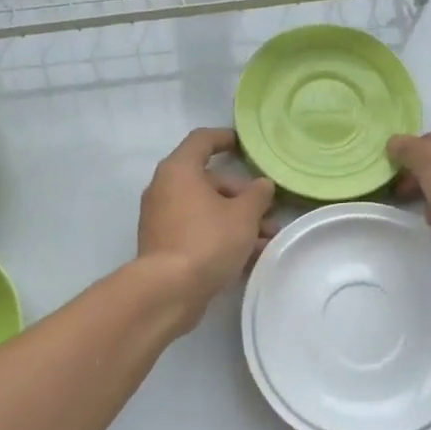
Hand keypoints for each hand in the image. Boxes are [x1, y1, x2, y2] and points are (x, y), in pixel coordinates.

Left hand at [137, 128, 275, 330]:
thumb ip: (257, 195)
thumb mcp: (243, 215)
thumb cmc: (208, 240)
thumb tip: (262, 185)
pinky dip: (220, 235)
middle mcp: (164, 188)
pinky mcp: (163, 244)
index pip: (202, 141)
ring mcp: (161, 218)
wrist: (168, 290)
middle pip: (207, 180)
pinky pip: (197, 230)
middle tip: (269, 212)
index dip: (224, 138)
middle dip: (242, 195)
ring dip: (236, 219)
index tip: (243, 145)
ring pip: (205, 209)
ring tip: (267, 238)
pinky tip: (248, 255)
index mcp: (179, 170)